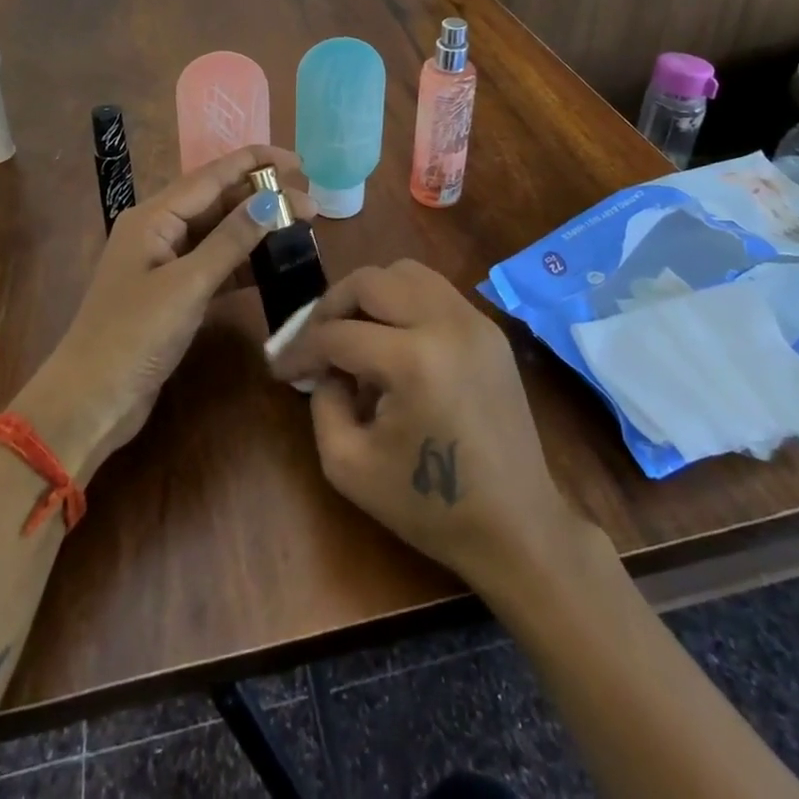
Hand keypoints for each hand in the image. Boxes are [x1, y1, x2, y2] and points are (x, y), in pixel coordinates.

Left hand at [17, 145, 313, 480]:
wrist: (91, 402)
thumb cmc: (133, 336)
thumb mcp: (187, 285)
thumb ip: (231, 240)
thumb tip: (273, 199)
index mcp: (153, 217)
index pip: (212, 176)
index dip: (256, 163)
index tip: (299, 161)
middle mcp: (159, 230)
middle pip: (218, 201)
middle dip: (262, 197)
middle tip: (311, 203)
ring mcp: (166, 263)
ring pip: (219, 233)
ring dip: (257, 229)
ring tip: (301, 228)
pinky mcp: (174, 293)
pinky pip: (216, 264)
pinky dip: (244, 262)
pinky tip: (275, 264)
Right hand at [268, 260, 575, 588]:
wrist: (518, 527)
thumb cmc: (430, 507)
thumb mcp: (348, 466)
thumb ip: (321, 402)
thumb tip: (323, 366)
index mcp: (413, 361)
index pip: (337, 334)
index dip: (300, 349)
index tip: (281, 368)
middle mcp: (446, 324)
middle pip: (370, 280)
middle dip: (330, 306)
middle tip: (314, 340)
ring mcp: (474, 321)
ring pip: (405, 272)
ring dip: (369, 295)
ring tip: (354, 332)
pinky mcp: (490, 329)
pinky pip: (434, 290)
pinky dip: (403, 302)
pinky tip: (393, 340)